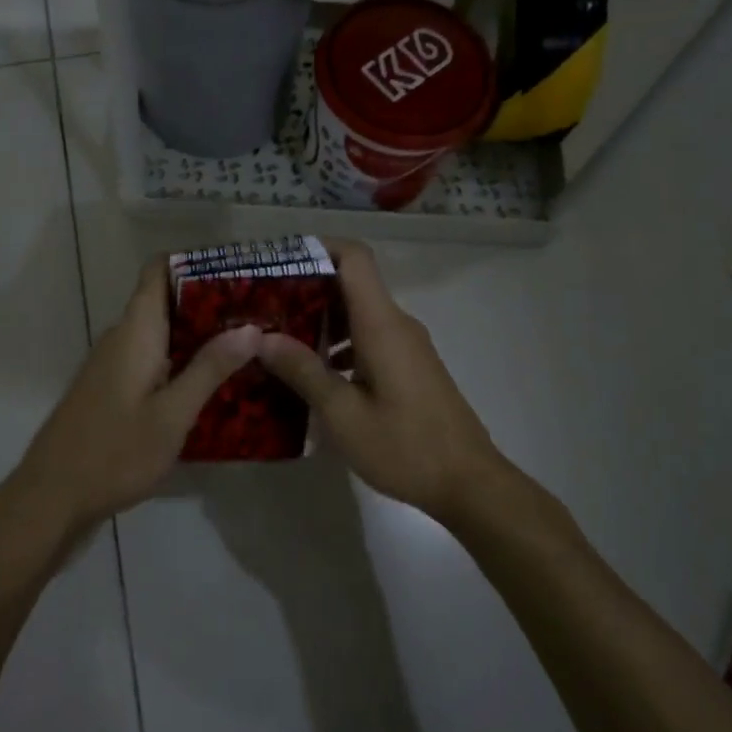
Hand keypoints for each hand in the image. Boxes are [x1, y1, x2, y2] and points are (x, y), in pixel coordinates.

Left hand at [11, 258, 258, 532]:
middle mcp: (121, 338)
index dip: (195, 263)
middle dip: (210, 304)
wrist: (51, 498)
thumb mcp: (172, 414)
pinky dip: (181, 362)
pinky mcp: (111, 390)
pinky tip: (213, 385)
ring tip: (248, 346)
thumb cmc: (114, 453)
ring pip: (161, 334)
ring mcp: (113, 364)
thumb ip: (210, 368)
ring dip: (198, 336)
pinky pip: (152, 360)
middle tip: (259, 315)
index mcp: (135, 331)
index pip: (158, 271)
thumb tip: (252, 328)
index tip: (237, 271)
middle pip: (165, 301)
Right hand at [257, 241, 510, 519]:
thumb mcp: (343, 414)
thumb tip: (262, 337)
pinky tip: (315, 374)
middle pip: (352, 283)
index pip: (354, 257)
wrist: (469, 483)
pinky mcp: (411, 366)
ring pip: (359, 313)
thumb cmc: (404, 446)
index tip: (279, 262)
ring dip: (322, 320)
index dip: (318, 248)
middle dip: (307, 288)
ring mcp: (407, 345)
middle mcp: (396, 324)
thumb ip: (303, 371)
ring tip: (280, 341)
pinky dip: (340, 344)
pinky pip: (370, 337)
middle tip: (264, 307)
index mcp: (381, 324)